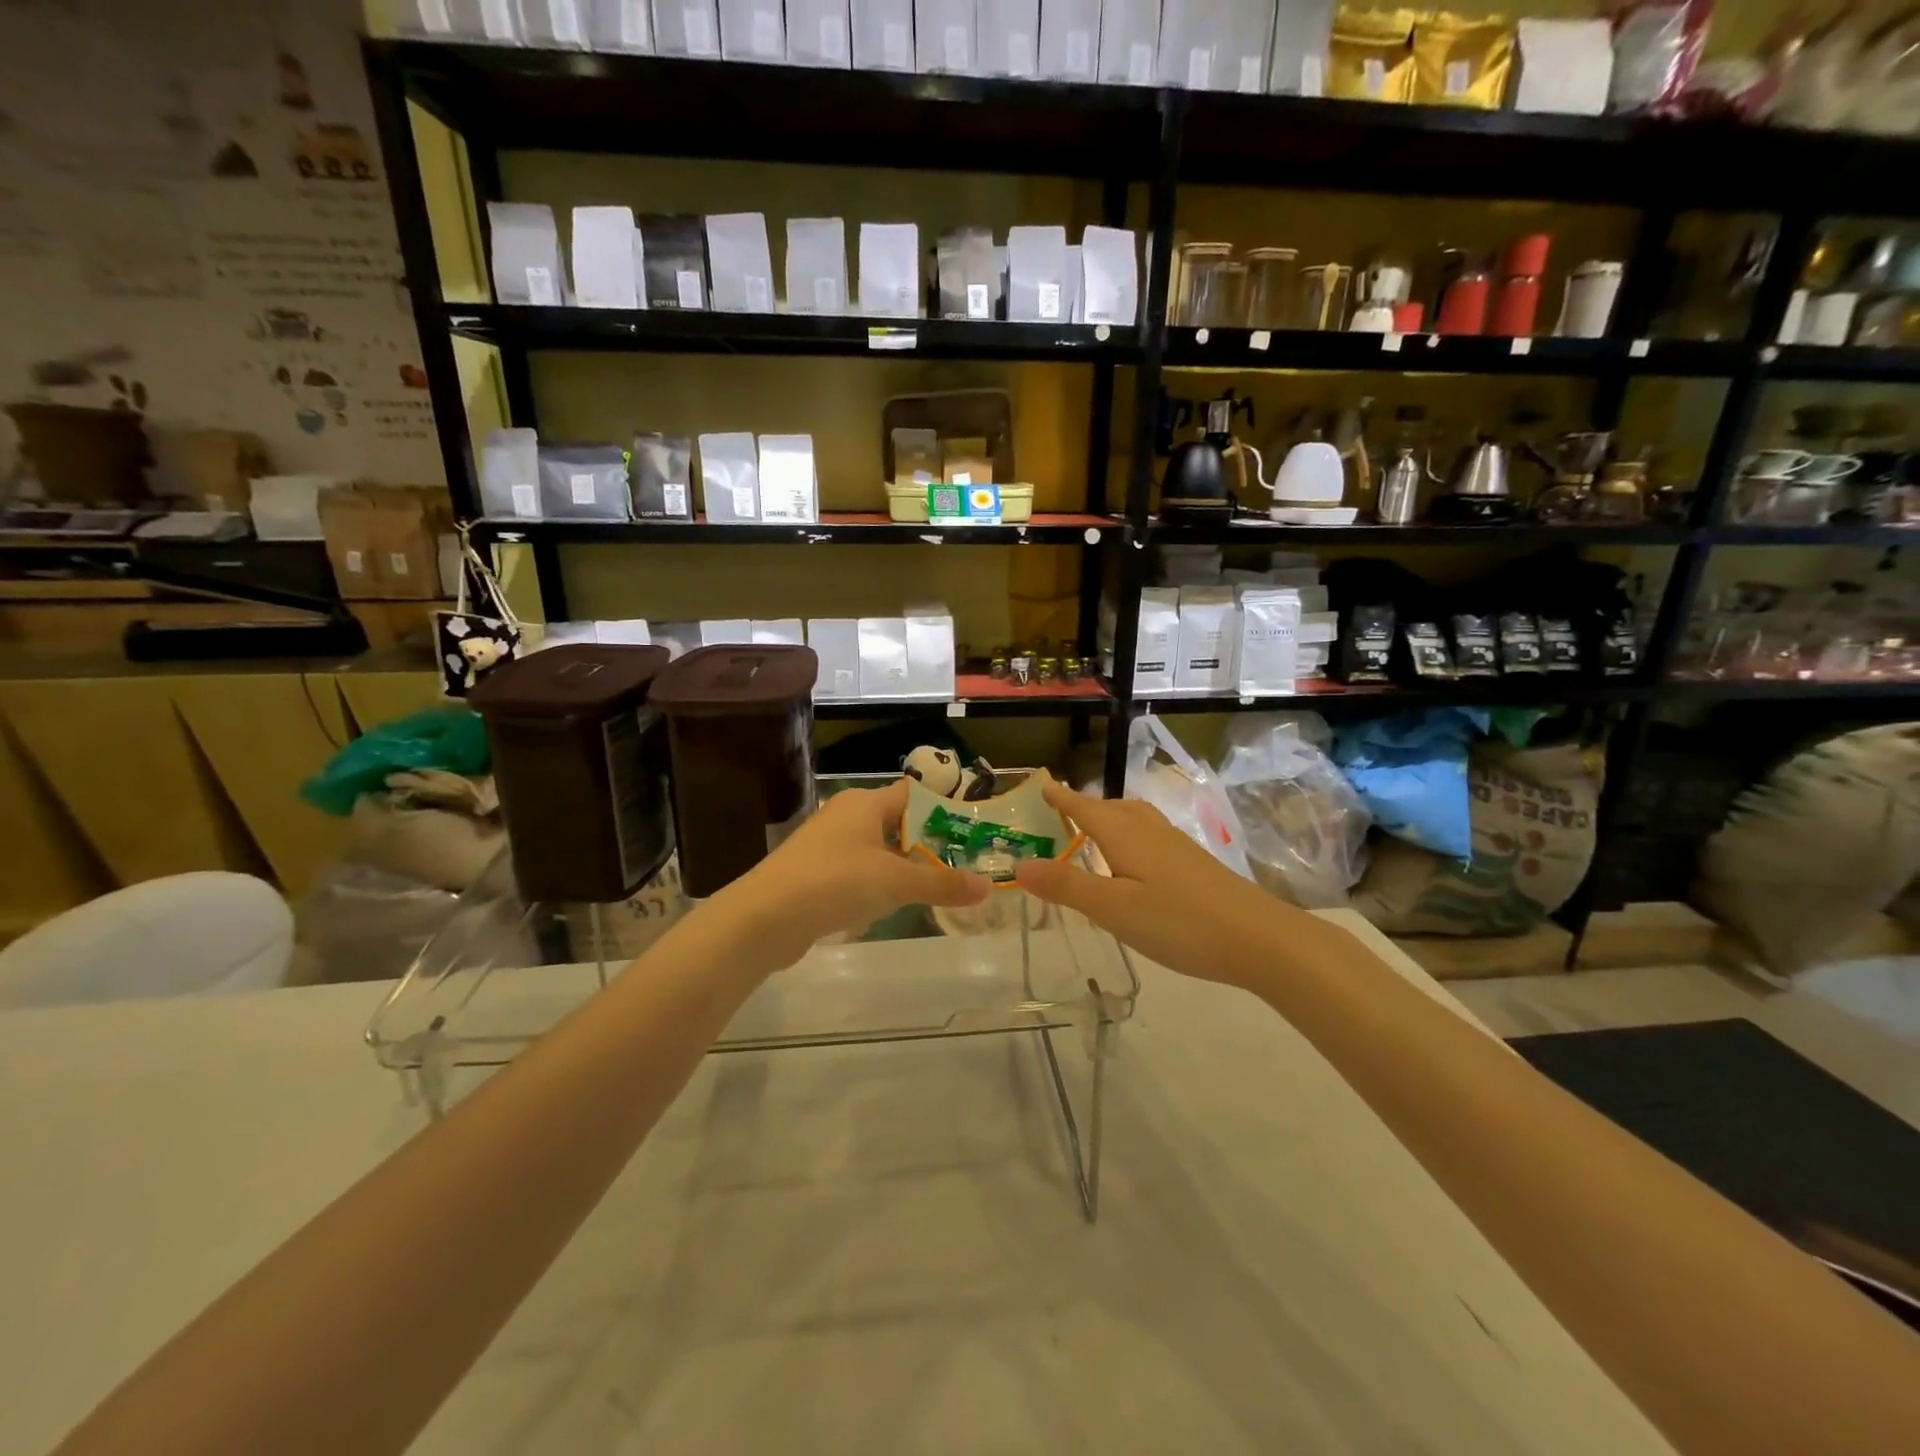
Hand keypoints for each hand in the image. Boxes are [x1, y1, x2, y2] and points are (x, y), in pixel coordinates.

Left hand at [719, 777, 988, 970]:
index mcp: (865, 803)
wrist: (766, 917)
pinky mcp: (816, 874)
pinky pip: (857, 872)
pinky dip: (878, 885)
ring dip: (903, 867)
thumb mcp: (896, 882)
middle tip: (963, 866)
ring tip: (937, 888)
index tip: (972, 833)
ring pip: (877, 850)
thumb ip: (942, 884)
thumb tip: (988, 887)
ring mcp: (828, 845)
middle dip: (928, 844)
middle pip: (897, 823)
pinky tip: (892, 907)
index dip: (943, 811)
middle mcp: (846, 815)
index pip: (914, 795)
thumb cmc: (836, 882)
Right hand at [1014, 781, 1313, 988]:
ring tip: (1096, 832)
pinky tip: (1136, 863)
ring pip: (1136, 820)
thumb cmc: (1179, 922)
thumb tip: (1020, 864)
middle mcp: (1150, 831)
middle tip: (1062, 813)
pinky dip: (1131, 837)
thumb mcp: (1113, 909)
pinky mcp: (1194, 864)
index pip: (1085, 808)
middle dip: (1085, 807)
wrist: (1259, 939)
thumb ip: (1067, 886)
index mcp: (1125, 835)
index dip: (1062, 798)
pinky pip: (1151, 836)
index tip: (1043, 785)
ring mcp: (1177, 846)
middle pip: (1112, 808)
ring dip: (1111, 819)